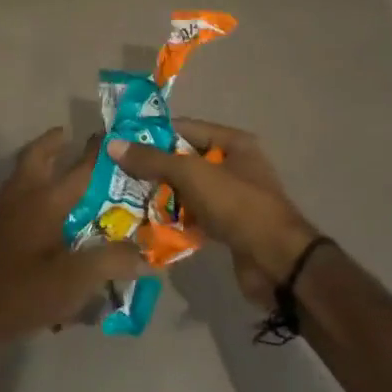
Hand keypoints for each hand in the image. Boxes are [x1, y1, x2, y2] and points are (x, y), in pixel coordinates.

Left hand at [0, 127, 148, 350]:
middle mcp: (24, 200)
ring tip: (59, 167)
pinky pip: (18, 199)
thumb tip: (148, 254)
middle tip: (69, 138)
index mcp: (44, 201)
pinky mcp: (0, 237)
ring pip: (22, 177)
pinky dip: (32, 191)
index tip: (111, 135)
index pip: (77, 169)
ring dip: (39, 166)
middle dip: (52, 145)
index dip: (95, 152)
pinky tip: (47, 211)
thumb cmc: (25, 291)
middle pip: (35, 159)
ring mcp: (7, 217)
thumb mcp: (76, 278)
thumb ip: (113, 261)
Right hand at [108, 120, 317, 305]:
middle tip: (117, 174)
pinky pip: (193, 215)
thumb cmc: (237, 206)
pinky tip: (146, 224)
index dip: (152, 134)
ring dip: (160, 195)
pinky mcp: (226, 225)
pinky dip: (173, 219)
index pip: (184, 128)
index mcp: (232, 142)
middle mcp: (232, 165)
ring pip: (186, 189)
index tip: (119, 143)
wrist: (277, 262)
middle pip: (183, 159)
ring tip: (124, 199)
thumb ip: (153, 160)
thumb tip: (114, 145)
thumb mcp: (192, 175)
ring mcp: (230, 197)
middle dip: (152, 168)